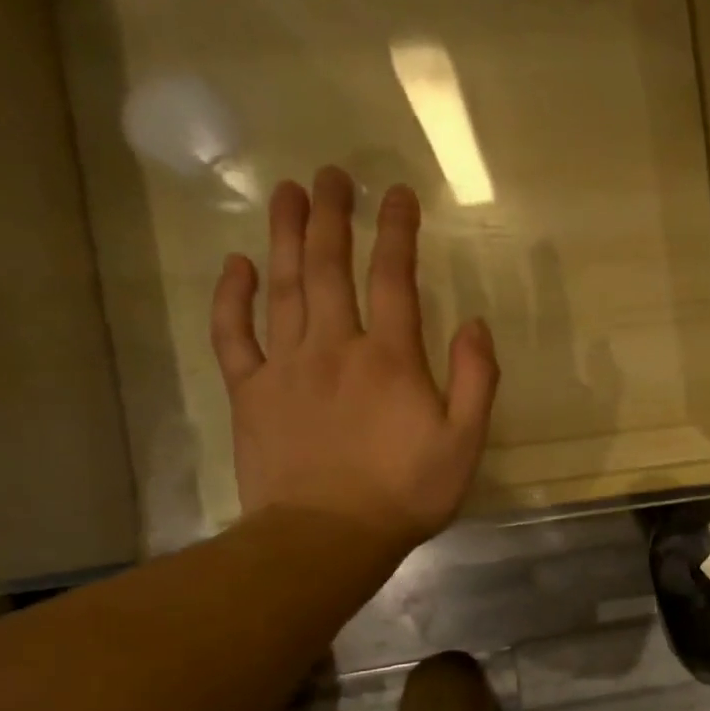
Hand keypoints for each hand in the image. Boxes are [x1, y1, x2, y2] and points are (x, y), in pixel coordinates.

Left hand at [212, 170, 497, 551]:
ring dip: (286, 236)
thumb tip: (476, 323)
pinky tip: (238, 266)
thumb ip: (476, 380)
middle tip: (332, 174)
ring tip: (288, 193)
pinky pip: (235, 334)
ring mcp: (286, 366)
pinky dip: (233, 297)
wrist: (327, 536)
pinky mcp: (250, 392)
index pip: (394, 279)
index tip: (397, 193)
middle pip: (330, 267)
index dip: (397, 232)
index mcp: (390, 358)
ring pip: (283, 287)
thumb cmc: (406, 493)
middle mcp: (335, 347)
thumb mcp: (464, 443)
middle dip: (333, 215)